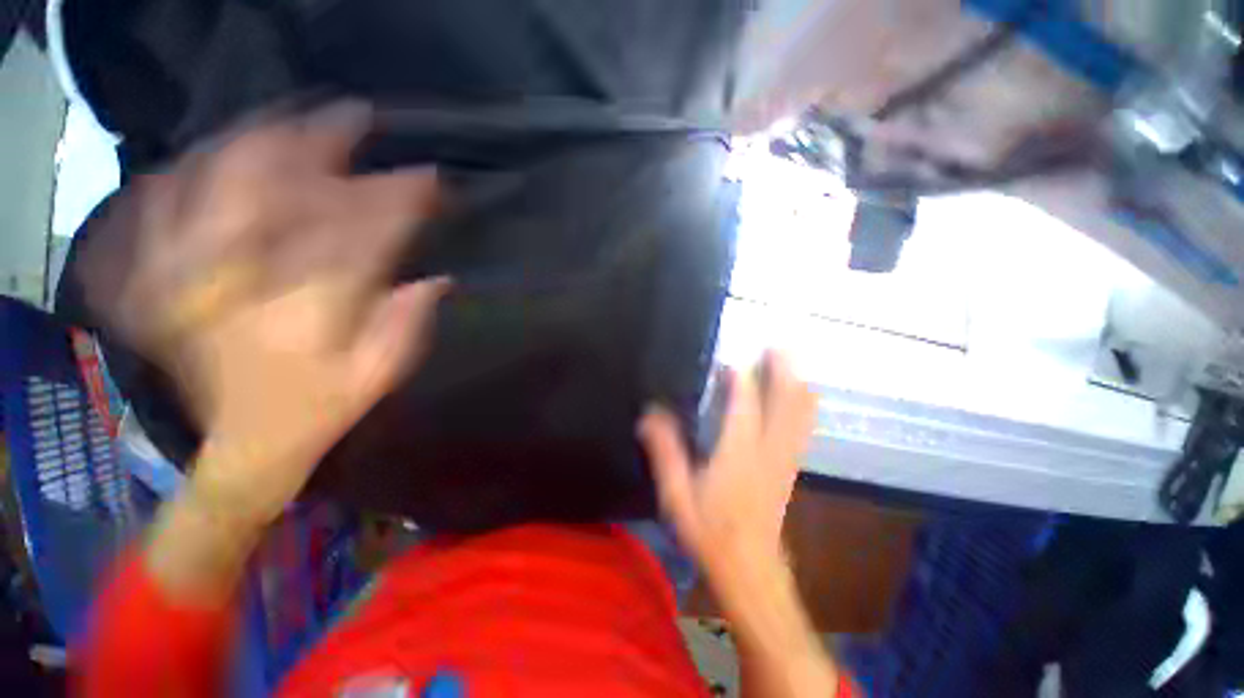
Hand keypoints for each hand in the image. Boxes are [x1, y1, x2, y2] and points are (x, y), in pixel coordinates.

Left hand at [117, 102, 448, 526]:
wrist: (245, 443)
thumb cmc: (321, 409)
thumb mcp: (380, 375)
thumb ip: (407, 325)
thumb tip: (437, 279)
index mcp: (310, 310)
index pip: (362, 233)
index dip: (399, 200)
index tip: (428, 178)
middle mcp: (244, 281)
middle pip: (274, 188)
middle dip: (318, 144)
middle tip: (351, 117)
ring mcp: (192, 276)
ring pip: (215, 184)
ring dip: (256, 143)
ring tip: (288, 119)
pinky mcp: (163, 283)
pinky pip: (164, 209)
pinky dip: (188, 173)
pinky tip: (213, 155)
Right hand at [638, 353, 816, 573]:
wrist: (750, 569)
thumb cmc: (709, 531)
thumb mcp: (676, 495)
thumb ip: (664, 452)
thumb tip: (649, 414)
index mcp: (737, 453)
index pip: (743, 404)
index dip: (740, 377)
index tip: (730, 359)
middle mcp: (767, 449)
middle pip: (784, 401)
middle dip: (782, 370)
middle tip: (774, 345)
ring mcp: (784, 458)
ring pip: (799, 413)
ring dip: (795, 383)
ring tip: (788, 359)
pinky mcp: (790, 467)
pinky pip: (803, 428)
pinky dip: (803, 406)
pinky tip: (802, 395)